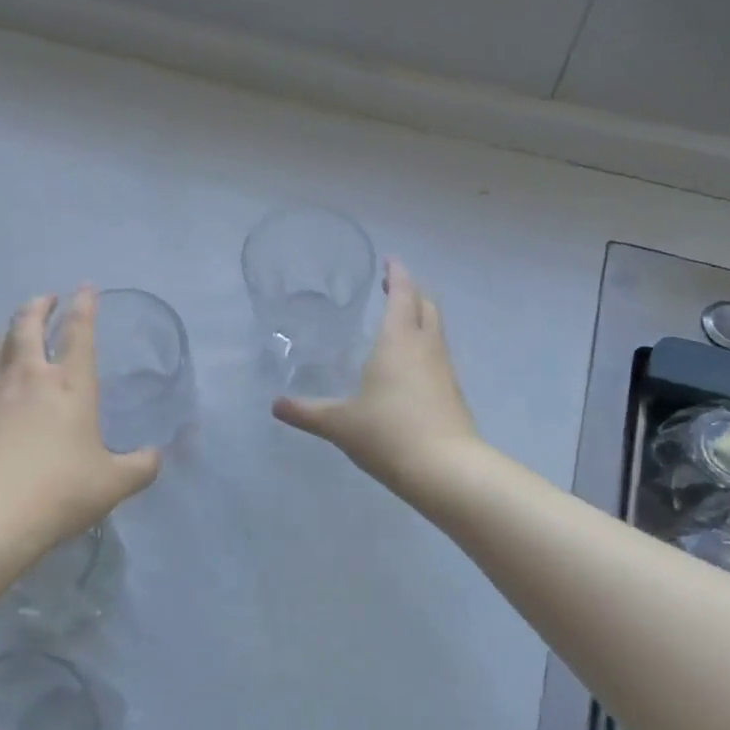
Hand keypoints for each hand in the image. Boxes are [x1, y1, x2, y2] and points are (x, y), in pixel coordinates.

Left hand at [0, 288, 160, 545]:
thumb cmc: (57, 493)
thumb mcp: (113, 484)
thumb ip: (140, 466)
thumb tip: (156, 456)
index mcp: (70, 384)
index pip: (79, 331)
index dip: (84, 305)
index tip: (86, 288)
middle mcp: (26, 375)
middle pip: (27, 324)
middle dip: (39, 306)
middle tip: (46, 300)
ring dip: (7, 333)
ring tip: (12, 335)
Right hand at [272, 259, 479, 496]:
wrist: (445, 469)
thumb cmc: (388, 433)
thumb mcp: (340, 423)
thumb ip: (308, 412)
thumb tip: (276, 405)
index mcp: (398, 340)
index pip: (403, 293)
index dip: (398, 273)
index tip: (390, 260)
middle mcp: (426, 346)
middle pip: (426, 305)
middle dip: (411, 292)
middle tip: (392, 287)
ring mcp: (444, 369)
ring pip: (436, 330)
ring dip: (421, 317)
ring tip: (399, 321)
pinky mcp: (453, 392)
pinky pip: (439, 355)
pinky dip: (425, 346)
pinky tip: (409, 365)